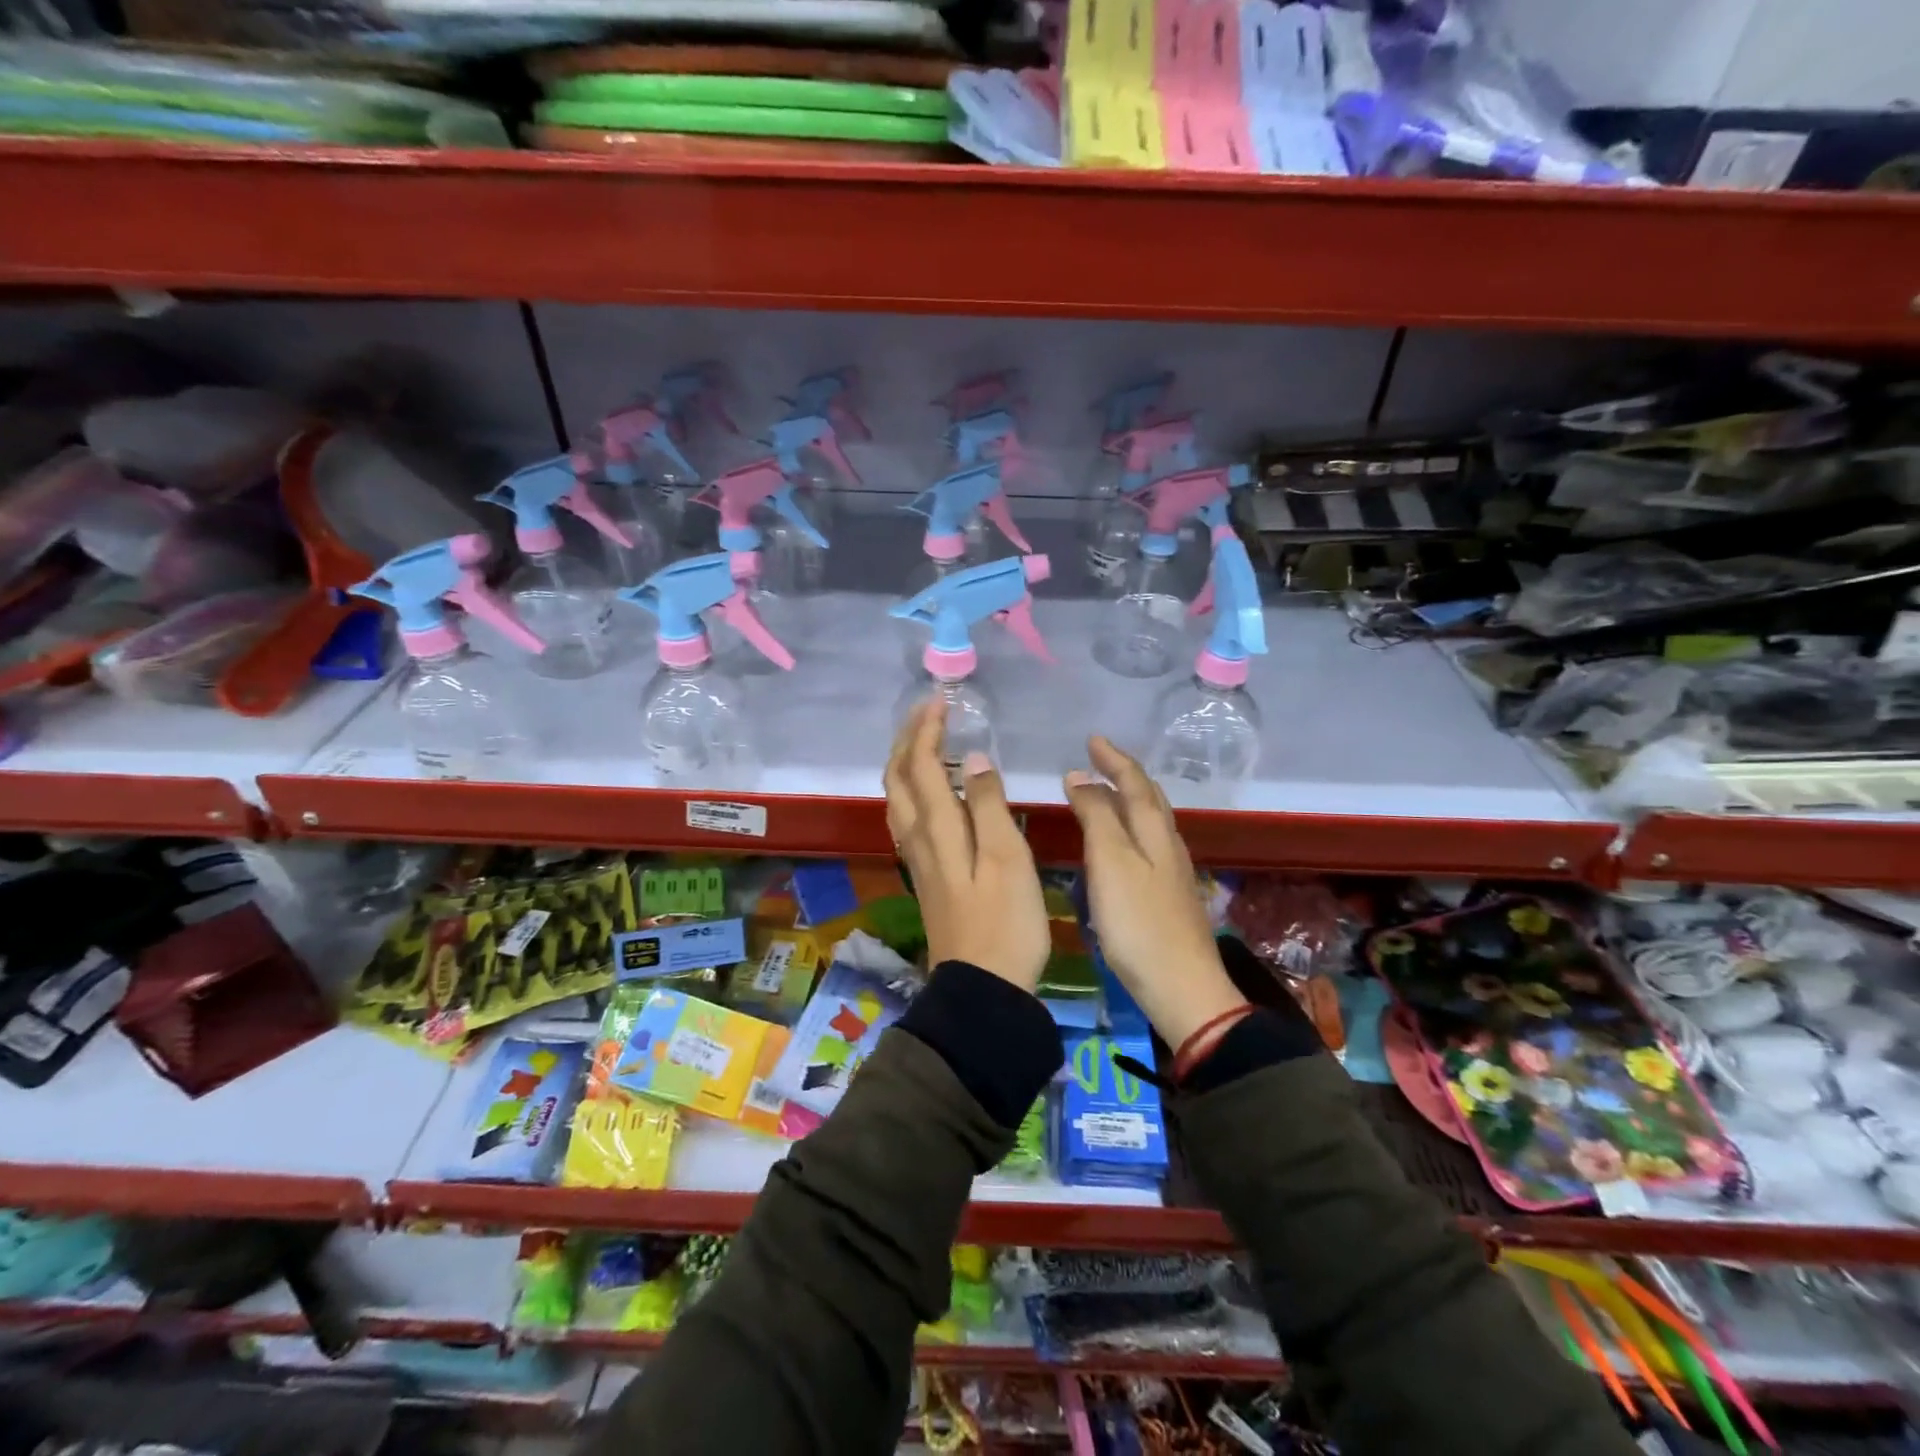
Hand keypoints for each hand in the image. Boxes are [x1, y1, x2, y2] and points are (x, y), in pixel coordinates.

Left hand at [884, 698, 1049, 992]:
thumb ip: (990, 805)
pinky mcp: (927, 875)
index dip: (926, 729)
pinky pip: (908, 818)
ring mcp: (919, 859)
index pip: (921, 765)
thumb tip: (976, 759)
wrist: (983, 988)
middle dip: (907, 739)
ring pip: (898, 799)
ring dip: (906, 762)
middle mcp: (918, 838)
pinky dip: (915, 790)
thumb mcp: (1007, 859)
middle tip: (929, 713)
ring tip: (928, 742)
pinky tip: (934, 793)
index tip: (941, 700)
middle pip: (897, 778)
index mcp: (938, 828)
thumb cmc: (1005, 922)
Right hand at [1064, 737, 1245, 1047]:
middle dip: (1125, 774)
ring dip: (1130, 800)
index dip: (1113, 759)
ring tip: (1107, 793)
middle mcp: (1168, 845)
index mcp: (1154, 831)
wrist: (1182, 988)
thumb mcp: (1110, 862)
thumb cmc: (1139, 923)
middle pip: (1150, 798)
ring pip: (1152, 822)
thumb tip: (1080, 776)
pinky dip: (1132, 829)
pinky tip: (1122, 845)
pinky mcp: (1169, 897)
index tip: (1092, 740)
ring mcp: (1172, 872)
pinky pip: (1149, 845)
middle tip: (1100, 759)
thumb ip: (1096, 815)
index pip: (1135, 782)